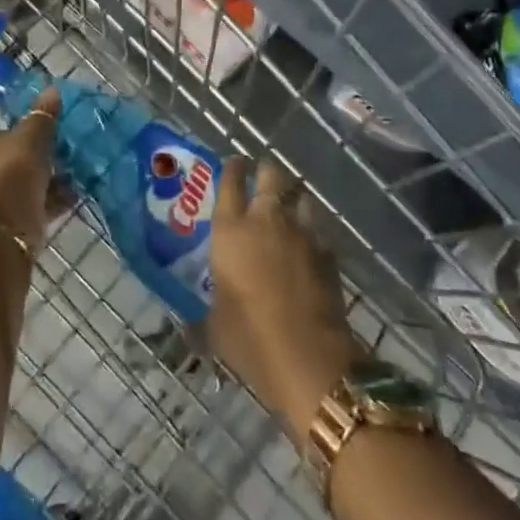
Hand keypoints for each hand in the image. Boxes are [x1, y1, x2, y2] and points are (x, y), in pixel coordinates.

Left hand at [0, 85, 62, 251]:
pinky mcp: (0, 224)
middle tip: (61, 154)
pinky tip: (73, 196)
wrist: (3, 229)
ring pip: (19, 184)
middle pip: (7, 159)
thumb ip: (43, 115)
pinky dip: (48, 201)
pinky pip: (28, 205)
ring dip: (44, 181)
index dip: (18, 132)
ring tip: (73, 175)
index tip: (43, 134)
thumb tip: (52, 90)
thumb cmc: (11, 172)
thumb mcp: (32, 136)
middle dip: (34, 159)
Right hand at [210, 155, 359, 433]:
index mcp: (230, 230)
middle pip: (270, 176)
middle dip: (267, 171)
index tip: (235, 162)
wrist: (309, 357)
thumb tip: (192, 323)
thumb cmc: (250, 338)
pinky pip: (318, 230)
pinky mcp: (328, 253)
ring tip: (290, 207)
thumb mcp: (215, 326)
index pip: (230, 182)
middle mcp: (265, 220)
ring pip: (300, 198)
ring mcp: (301, 233)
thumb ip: (208, 310)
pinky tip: (309, 246)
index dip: (233, 168)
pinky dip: (312, 232)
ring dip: (294, 199)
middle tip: (264, 175)